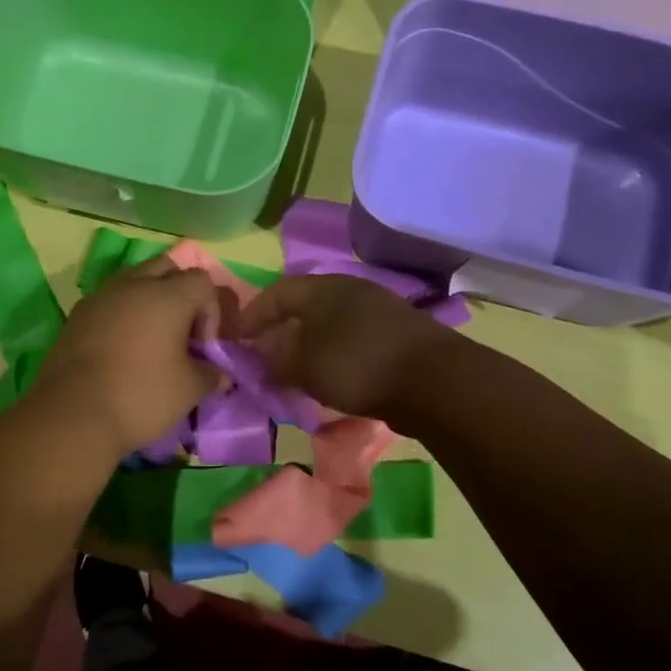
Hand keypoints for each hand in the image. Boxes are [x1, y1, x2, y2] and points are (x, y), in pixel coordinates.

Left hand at [34, 258, 221, 455]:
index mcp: (168, 295)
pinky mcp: (77, 315)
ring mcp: (100, 296)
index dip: (210, 311)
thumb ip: (210, 375)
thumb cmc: (141, 395)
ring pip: (133, 280)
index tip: (202, 347)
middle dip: (180, 292)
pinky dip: (122, 314)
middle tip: (180, 332)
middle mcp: (133, 284)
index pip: (201, 281)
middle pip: (167, 268)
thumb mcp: (189, 390)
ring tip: (151, 338)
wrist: (73, 413)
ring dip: (148, 300)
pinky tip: (121, 348)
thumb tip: (220, 374)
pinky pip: (108, 301)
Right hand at [238, 274, 453, 422]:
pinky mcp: (395, 336)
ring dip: (306, 346)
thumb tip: (264, 354)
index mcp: (323, 288)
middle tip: (263, 357)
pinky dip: (332, 356)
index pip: (276, 293)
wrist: (434, 381)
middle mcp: (349, 291)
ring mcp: (377, 311)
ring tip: (293, 372)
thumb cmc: (358, 364)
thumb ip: (277, 359)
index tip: (236, 339)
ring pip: (328, 325)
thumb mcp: (305, 365)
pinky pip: (350, 340)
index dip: (252, 315)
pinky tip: (329, 378)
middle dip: (279, 331)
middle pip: (303, 307)